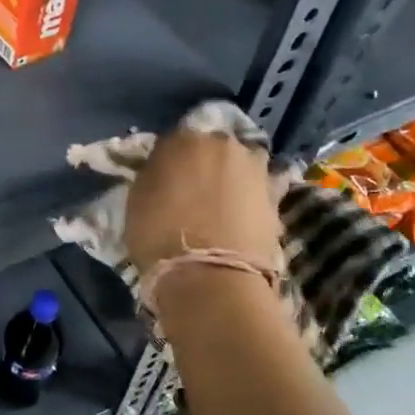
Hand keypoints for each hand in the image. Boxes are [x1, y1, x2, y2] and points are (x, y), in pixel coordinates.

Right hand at [123, 128, 279, 277]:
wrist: (212, 276)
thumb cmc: (160, 235)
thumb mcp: (136, 199)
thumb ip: (153, 175)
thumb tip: (163, 171)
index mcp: (186, 138)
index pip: (173, 141)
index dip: (167, 161)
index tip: (162, 180)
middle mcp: (225, 144)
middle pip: (211, 149)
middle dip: (202, 166)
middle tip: (191, 194)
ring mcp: (256, 170)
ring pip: (237, 169)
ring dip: (228, 181)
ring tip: (217, 210)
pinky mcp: (277, 199)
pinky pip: (255, 193)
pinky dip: (246, 203)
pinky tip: (235, 223)